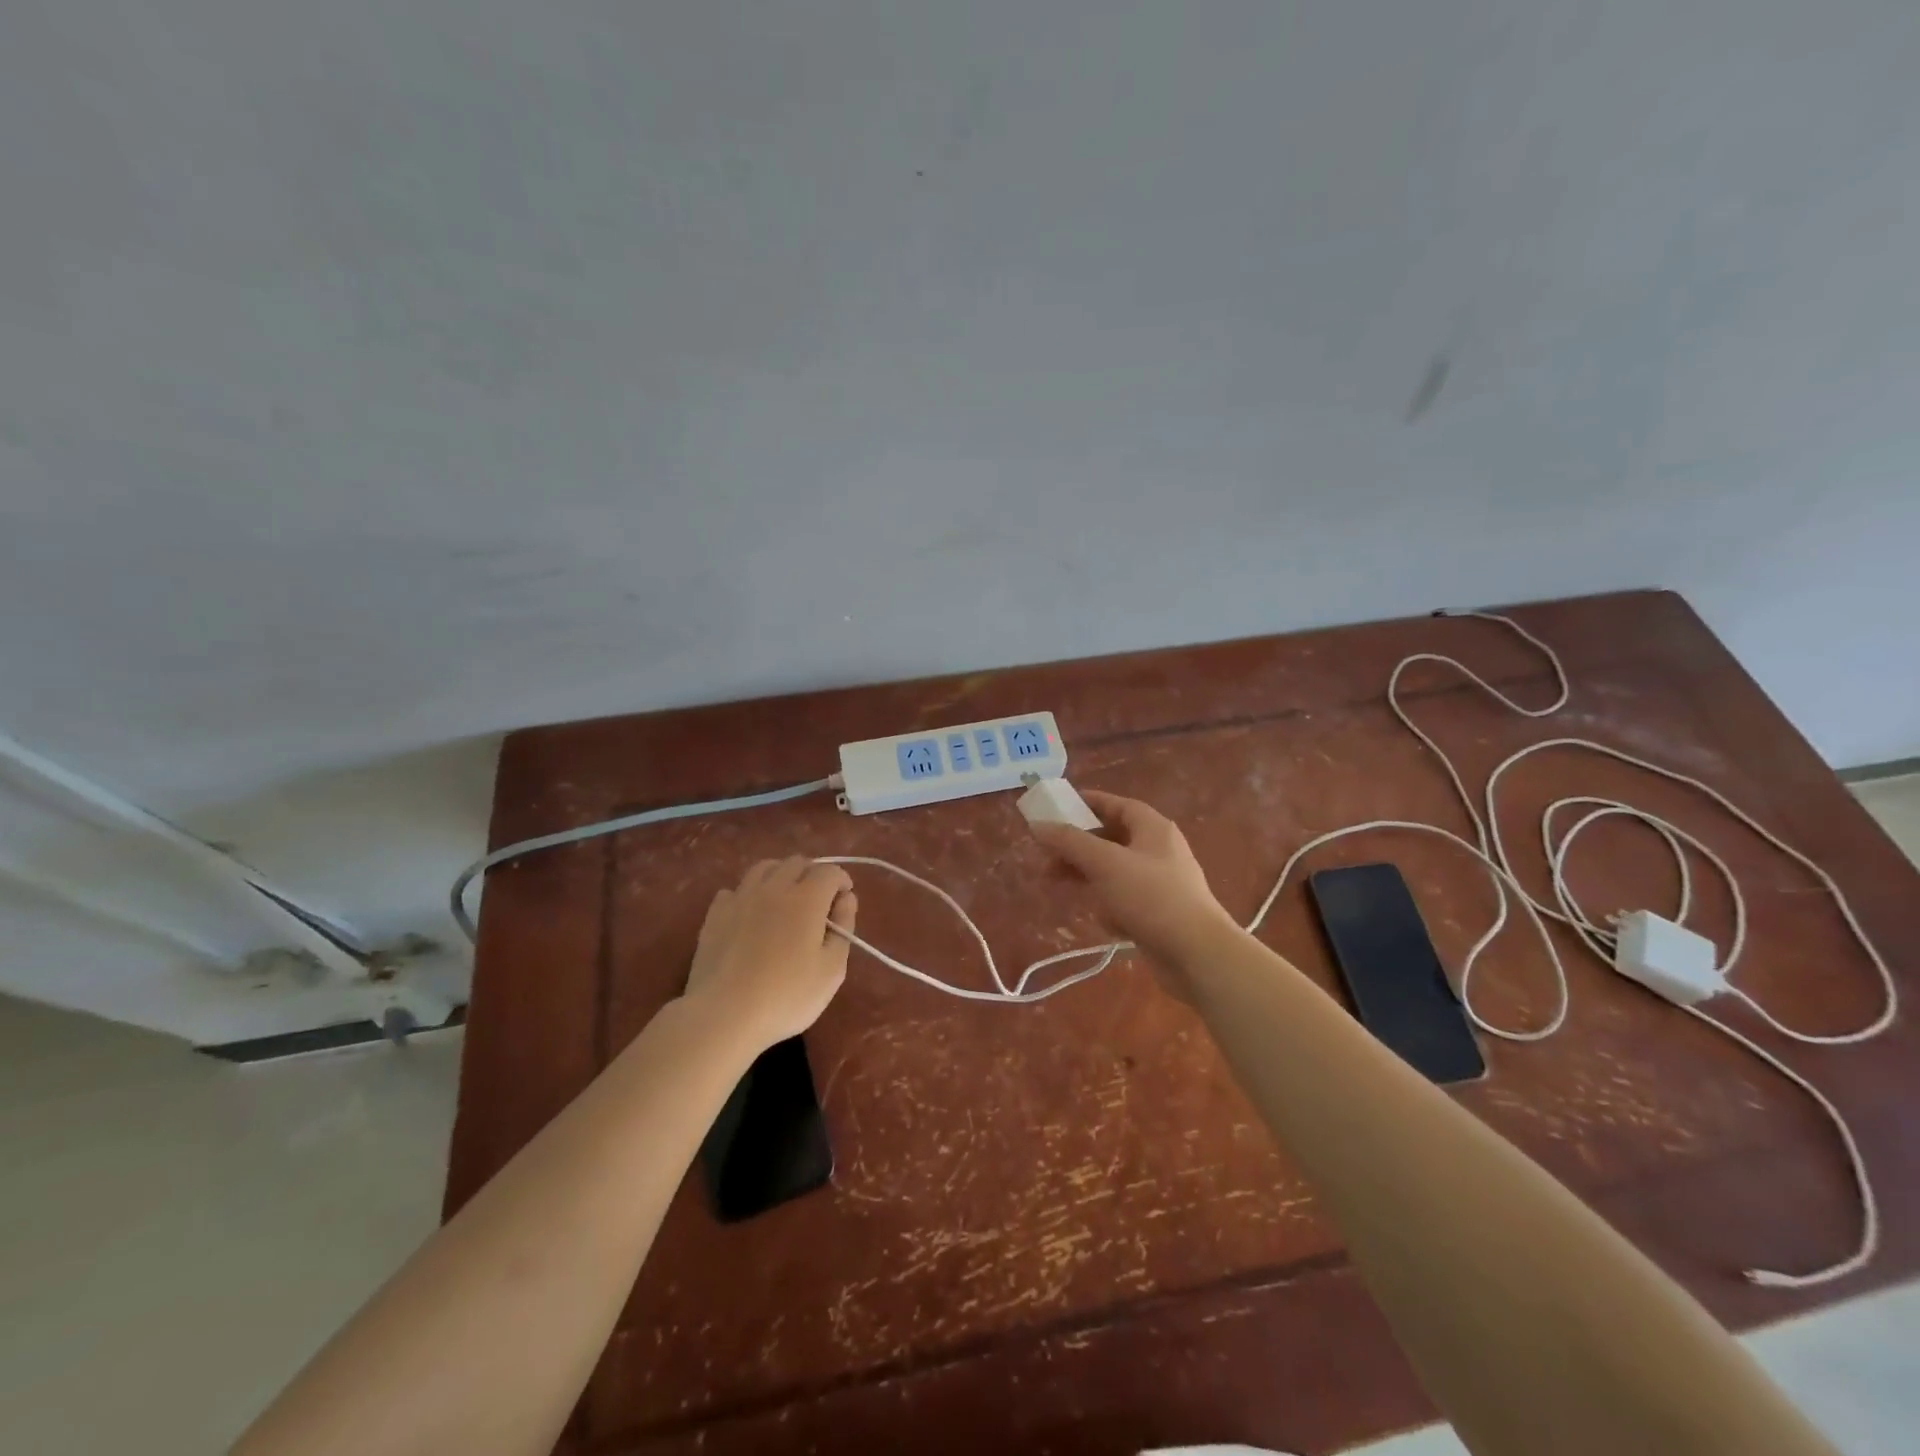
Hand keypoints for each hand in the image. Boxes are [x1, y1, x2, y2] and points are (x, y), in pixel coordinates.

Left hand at [684, 857, 856, 1052]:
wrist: (723, 1015)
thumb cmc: (787, 996)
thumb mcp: (832, 969)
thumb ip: (844, 928)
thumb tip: (846, 898)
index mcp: (807, 899)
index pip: (829, 871)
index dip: (841, 880)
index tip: (844, 899)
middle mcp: (774, 888)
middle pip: (797, 863)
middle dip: (813, 874)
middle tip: (819, 900)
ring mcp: (741, 898)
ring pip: (764, 868)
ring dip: (781, 875)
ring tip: (785, 898)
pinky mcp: (715, 914)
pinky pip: (735, 889)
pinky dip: (748, 894)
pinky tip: (750, 914)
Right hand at [1028, 790, 1241, 994]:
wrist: (1198, 955)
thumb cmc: (1152, 897)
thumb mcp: (1105, 863)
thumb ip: (1069, 842)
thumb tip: (1038, 825)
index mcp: (1153, 829)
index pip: (1118, 804)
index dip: (1088, 803)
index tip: (1058, 808)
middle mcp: (1159, 851)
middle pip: (1111, 839)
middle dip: (1078, 846)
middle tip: (1046, 854)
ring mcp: (1160, 883)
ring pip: (1114, 871)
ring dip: (1088, 876)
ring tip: (1056, 884)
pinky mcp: (1158, 913)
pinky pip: (1125, 900)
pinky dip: (1110, 906)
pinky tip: (1105, 921)